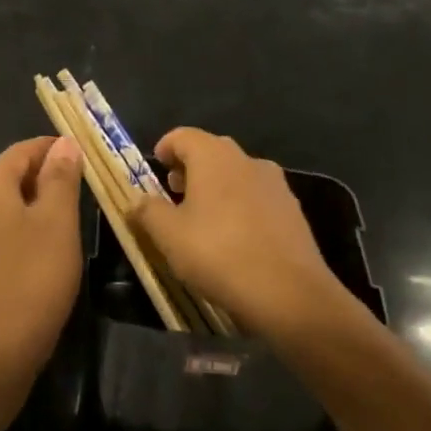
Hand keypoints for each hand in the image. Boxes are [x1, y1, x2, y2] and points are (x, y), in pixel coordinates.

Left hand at [0, 135, 84, 381]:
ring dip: (33, 204)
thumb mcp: (57, 221)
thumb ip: (61, 177)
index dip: (52, 148)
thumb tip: (64, 144)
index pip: (21, 151)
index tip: (84, 154)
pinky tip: (42, 247)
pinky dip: (20, 229)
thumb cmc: (33, 276)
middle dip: (44, 175)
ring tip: (67, 215)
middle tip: (82, 185)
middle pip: (9, 176)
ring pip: (3, 206)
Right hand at [130, 128, 350, 341]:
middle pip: (211, 151)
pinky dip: (240, 205)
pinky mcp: (293, 209)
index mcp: (213, 156)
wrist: (290, 294)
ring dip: (216, 187)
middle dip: (190, 168)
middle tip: (174, 194)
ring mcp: (275, 183)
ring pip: (236, 174)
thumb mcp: (169, 236)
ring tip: (203, 219)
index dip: (165, 149)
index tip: (155, 170)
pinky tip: (234, 237)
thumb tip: (136, 200)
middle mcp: (246, 159)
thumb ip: (148, 212)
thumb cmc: (219, 254)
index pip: (182, 136)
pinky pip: (257, 196)